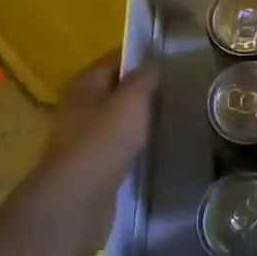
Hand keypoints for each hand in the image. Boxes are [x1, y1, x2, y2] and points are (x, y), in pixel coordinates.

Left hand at [32, 53, 158, 227]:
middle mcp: (80, 104)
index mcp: (85, 82)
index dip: (144, 57)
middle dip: (145, 89)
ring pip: (120, 117)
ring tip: (174, 116)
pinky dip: (136, 141)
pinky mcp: (92, 162)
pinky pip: (119, 143)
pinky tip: (157, 144)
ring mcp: (84, 135)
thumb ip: (146, 76)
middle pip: (118, 88)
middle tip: (179, 89)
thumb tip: (155, 59)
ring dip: (142, 117)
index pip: (117, 58)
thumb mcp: (133, 99)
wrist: (77, 198)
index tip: (174, 61)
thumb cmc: (104, 139)